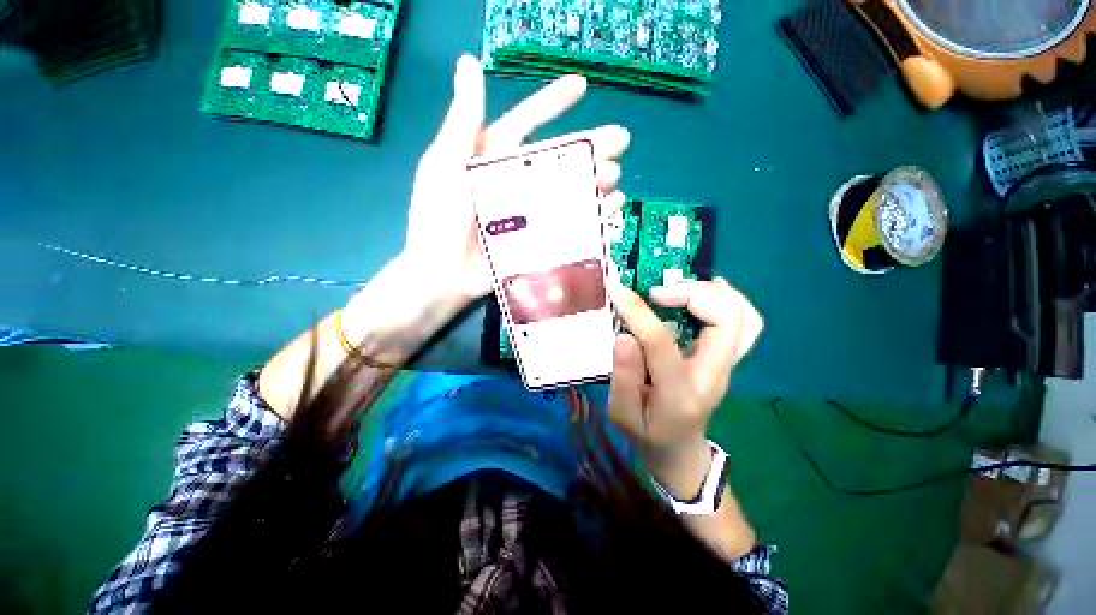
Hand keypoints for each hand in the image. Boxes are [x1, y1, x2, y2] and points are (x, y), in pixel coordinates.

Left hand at [401, 55, 629, 308]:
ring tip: (616, 177)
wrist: (444, 274)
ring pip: (568, 190)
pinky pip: (571, 223)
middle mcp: (515, 182)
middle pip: (558, 159)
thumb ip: (462, 120)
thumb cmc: (440, 219)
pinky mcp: (538, 238)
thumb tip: (468, 62)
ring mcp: (530, 212)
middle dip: (590, 147)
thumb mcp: (445, 165)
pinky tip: (611, 206)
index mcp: (492, 159)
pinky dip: (592, 215)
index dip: (552, 104)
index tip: (582, 87)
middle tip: (623, 139)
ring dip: (594, 181)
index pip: (526, 124)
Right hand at [609, 278, 762, 495]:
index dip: (638, 312)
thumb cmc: (647, 433)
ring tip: (679, 287)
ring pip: (744, 317)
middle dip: (690, 294)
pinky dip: (728, 299)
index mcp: (680, 392)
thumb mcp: (623, 414)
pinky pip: (746, 322)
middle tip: (656, 292)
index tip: (617, 291)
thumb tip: (625, 335)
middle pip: (726, 321)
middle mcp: (713, 375)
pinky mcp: (728, 359)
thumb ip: (623, 377)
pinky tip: (706, 289)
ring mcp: (727, 366)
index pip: (662, 342)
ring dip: (712, 293)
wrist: (679, 449)